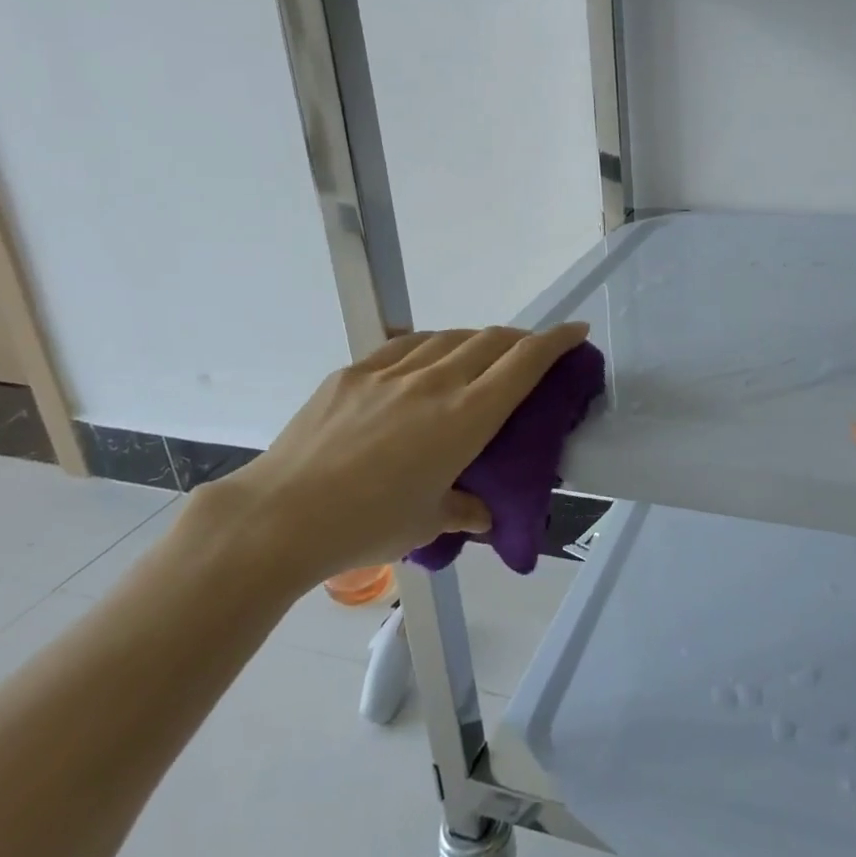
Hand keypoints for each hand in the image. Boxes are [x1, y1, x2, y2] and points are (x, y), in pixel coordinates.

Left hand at [197, 323, 590, 595]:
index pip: (523, 363)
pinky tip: (426, 360)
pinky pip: (405, 346)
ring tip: (480, 357)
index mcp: (464, 417)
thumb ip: (461, 510)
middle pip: (491, 340)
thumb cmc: (366, 525)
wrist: (280, 516)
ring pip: (448, 337)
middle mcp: (434, 382)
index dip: (556, 341)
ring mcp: (390, 372)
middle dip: (521, 338)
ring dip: (476, 340)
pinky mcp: (353, 373)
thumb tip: (480, 513)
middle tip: (532, 351)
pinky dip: (430, 346)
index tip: (576, 331)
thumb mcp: (426, 522)